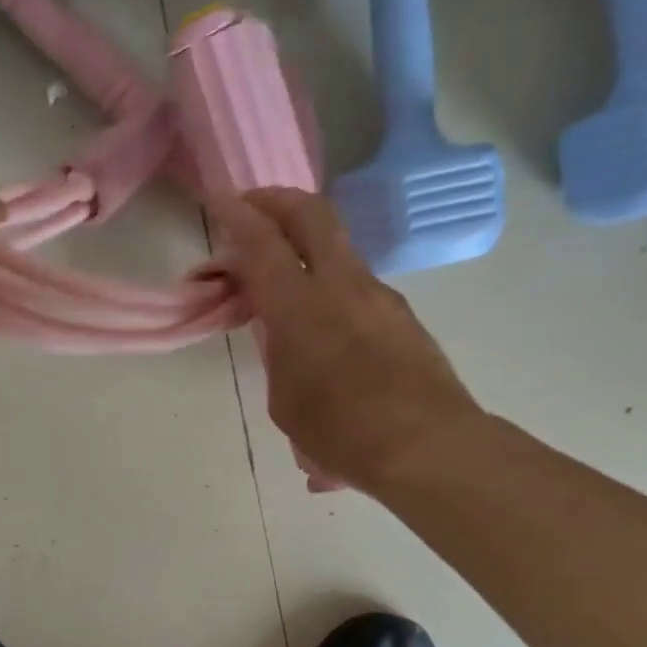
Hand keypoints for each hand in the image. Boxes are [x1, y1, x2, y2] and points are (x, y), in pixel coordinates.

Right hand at [208, 188, 482, 496]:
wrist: (426, 445)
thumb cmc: (340, 432)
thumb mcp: (285, 399)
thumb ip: (278, 355)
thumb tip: (282, 338)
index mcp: (300, 306)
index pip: (264, 242)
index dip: (238, 216)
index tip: (220, 202)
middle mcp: (342, 285)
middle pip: (312, 214)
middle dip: (277, 200)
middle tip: (252, 206)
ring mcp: (378, 296)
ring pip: (338, 248)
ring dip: (305, 245)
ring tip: (283, 275)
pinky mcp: (401, 316)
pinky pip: (356, 285)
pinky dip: (329, 284)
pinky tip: (322, 325)